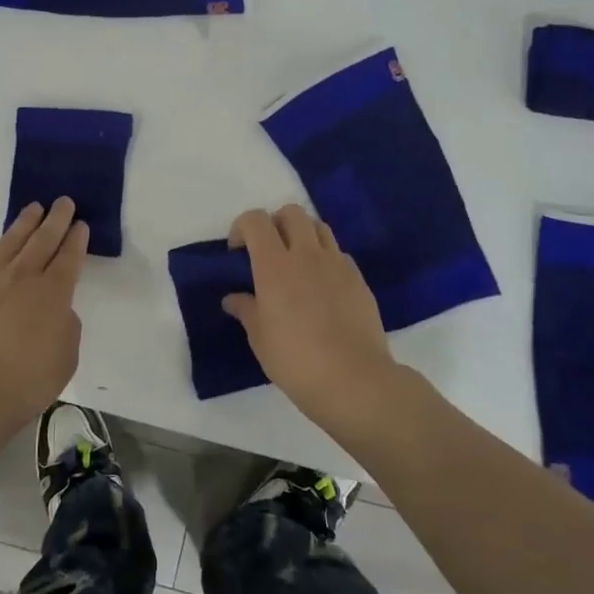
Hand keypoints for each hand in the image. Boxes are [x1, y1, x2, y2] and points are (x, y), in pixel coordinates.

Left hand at [0, 198, 88, 432]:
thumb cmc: (25, 383)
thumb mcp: (66, 358)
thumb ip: (66, 326)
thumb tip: (57, 310)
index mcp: (52, 293)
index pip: (69, 257)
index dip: (76, 238)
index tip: (80, 223)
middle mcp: (21, 277)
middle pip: (42, 240)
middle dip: (55, 219)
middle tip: (63, 201)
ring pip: (9, 242)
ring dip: (24, 223)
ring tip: (33, 208)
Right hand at [223, 204, 403, 433]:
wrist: (354, 380)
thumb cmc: (296, 360)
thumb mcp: (259, 338)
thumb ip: (246, 309)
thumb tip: (234, 298)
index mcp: (274, 264)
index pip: (255, 220)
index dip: (242, 227)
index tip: (237, 252)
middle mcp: (306, 254)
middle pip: (291, 213)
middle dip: (275, 224)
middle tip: (268, 253)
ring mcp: (337, 265)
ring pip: (319, 227)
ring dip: (303, 235)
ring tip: (296, 264)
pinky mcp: (359, 280)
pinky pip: (339, 254)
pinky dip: (326, 259)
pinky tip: (322, 287)